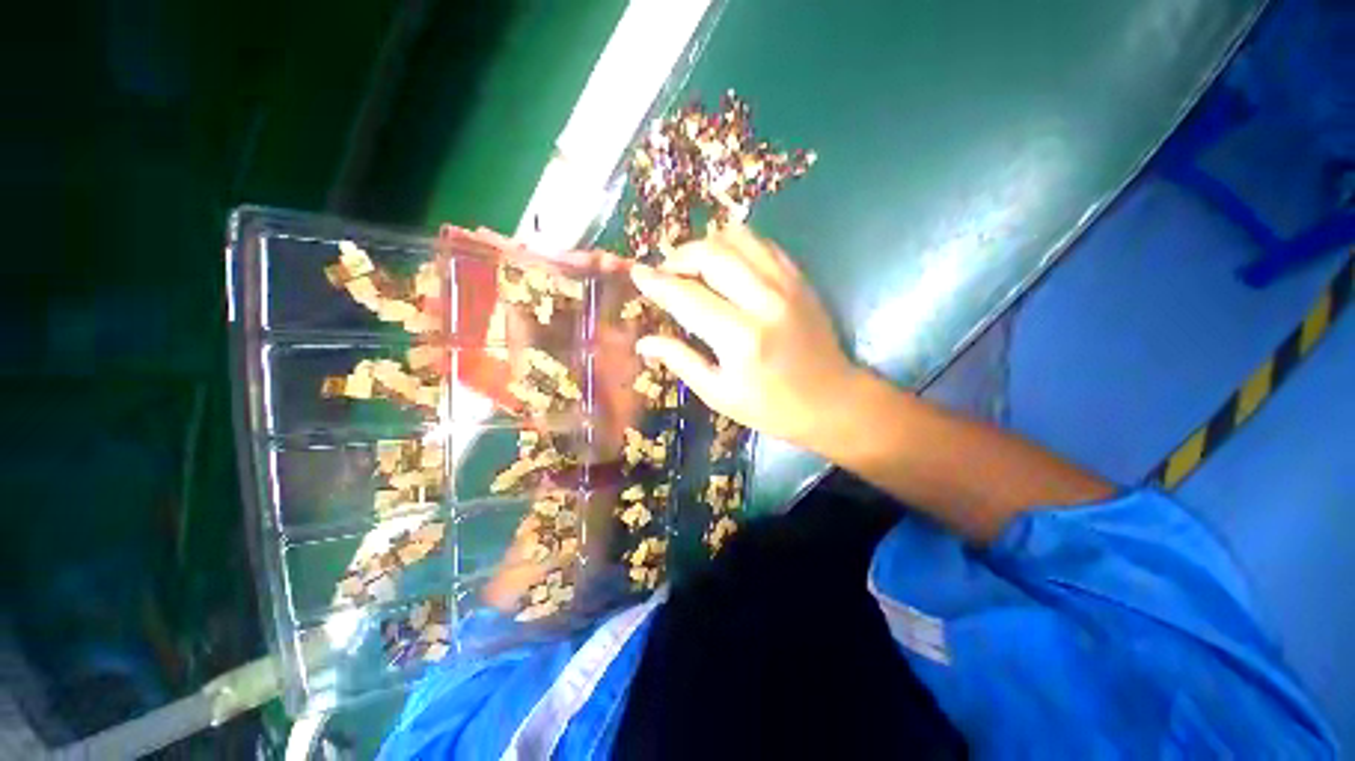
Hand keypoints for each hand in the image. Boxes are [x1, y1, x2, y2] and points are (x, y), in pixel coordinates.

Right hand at [630, 225, 861, 449]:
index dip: (657, 282)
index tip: (637, 273)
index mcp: (740, 337)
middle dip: (679, 257)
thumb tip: (644, 342)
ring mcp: (786, 284)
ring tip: (693, 266)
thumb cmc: (771, 407)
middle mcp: (763, 301)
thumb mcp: (719, 394)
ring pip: (737, 238)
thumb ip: (680, 361)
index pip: (686, 296)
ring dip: (706, 245)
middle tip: (667, 273)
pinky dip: (736, 245)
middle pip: (711, 254)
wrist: (833, 401)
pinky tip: (726, 264)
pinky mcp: (799, 278)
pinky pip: (762, 244)